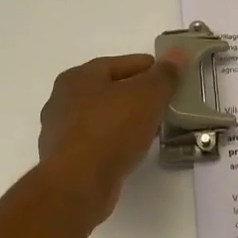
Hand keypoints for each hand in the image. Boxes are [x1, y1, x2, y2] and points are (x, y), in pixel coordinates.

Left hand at [37, 53, 181, 224]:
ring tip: (151, 129)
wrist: (78, 184)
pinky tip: (131, 151)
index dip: (148, 68)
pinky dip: (114, 143)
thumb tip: (177, 53)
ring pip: (101, 119)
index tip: (170, 77)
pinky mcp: (64, 161)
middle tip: (163, 103)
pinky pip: (96, 143)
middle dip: (135, 95)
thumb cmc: (111, 129)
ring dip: (124, 121)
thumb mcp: (147, 96)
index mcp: (77, 77)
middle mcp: (62, 101)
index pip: (119, 64)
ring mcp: (60, 133)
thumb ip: (164, 75)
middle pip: (107, 91)